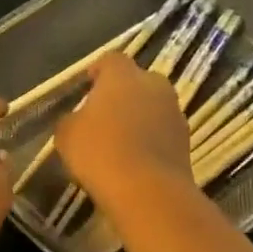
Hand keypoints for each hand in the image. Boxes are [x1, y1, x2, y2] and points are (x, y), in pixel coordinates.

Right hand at [54, 51, 194, 208]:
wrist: (147, 191)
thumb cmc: (99, 152)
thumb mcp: (66, 133)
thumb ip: (72, 118)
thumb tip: (79, 118)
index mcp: (122, 76)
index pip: (110, 60)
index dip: (98, 71)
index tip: (86, 86)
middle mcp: (154, 86)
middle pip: (137, 81)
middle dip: (122, 93)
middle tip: (103, 114)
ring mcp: (174, 112)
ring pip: (152, 106)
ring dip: (138, 117)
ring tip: (118, 141)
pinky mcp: (186, 141)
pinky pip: (162, 131)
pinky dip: (150, 139)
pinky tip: (133, 159)